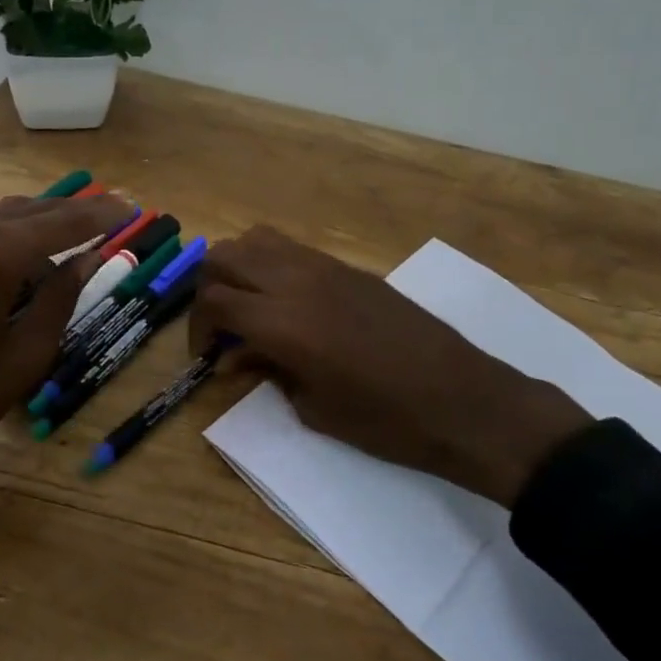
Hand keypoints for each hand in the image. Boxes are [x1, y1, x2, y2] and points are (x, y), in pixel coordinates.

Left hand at [0, 194, 128, 477]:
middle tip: (116, 213)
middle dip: (78, 211)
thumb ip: (61, 299)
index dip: (103, 215)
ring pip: (6, 214)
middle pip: (36, 209)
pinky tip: (26, 252)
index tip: (134, 209)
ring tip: (79, 232)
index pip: (65, 221)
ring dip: (45, 220)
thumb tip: (88, 260)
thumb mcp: (23, 357)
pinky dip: (12, 232)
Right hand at [190, 227, 590, 508]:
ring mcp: (325, 268)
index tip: (208, 355)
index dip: (198, 327)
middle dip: (209, 288)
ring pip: (258, 240)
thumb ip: (269, 373)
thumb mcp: (314, 408)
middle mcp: (296, 281)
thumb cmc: (385, 420)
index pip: (214, 300)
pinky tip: (287, 303)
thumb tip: (240, 357)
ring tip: (249, 307)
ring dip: (239, 268)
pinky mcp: (350, 268)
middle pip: (225, 256)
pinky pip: (293, 249)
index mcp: (282, 322)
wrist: (461, 400)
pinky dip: (273, 266)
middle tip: (221, 327)